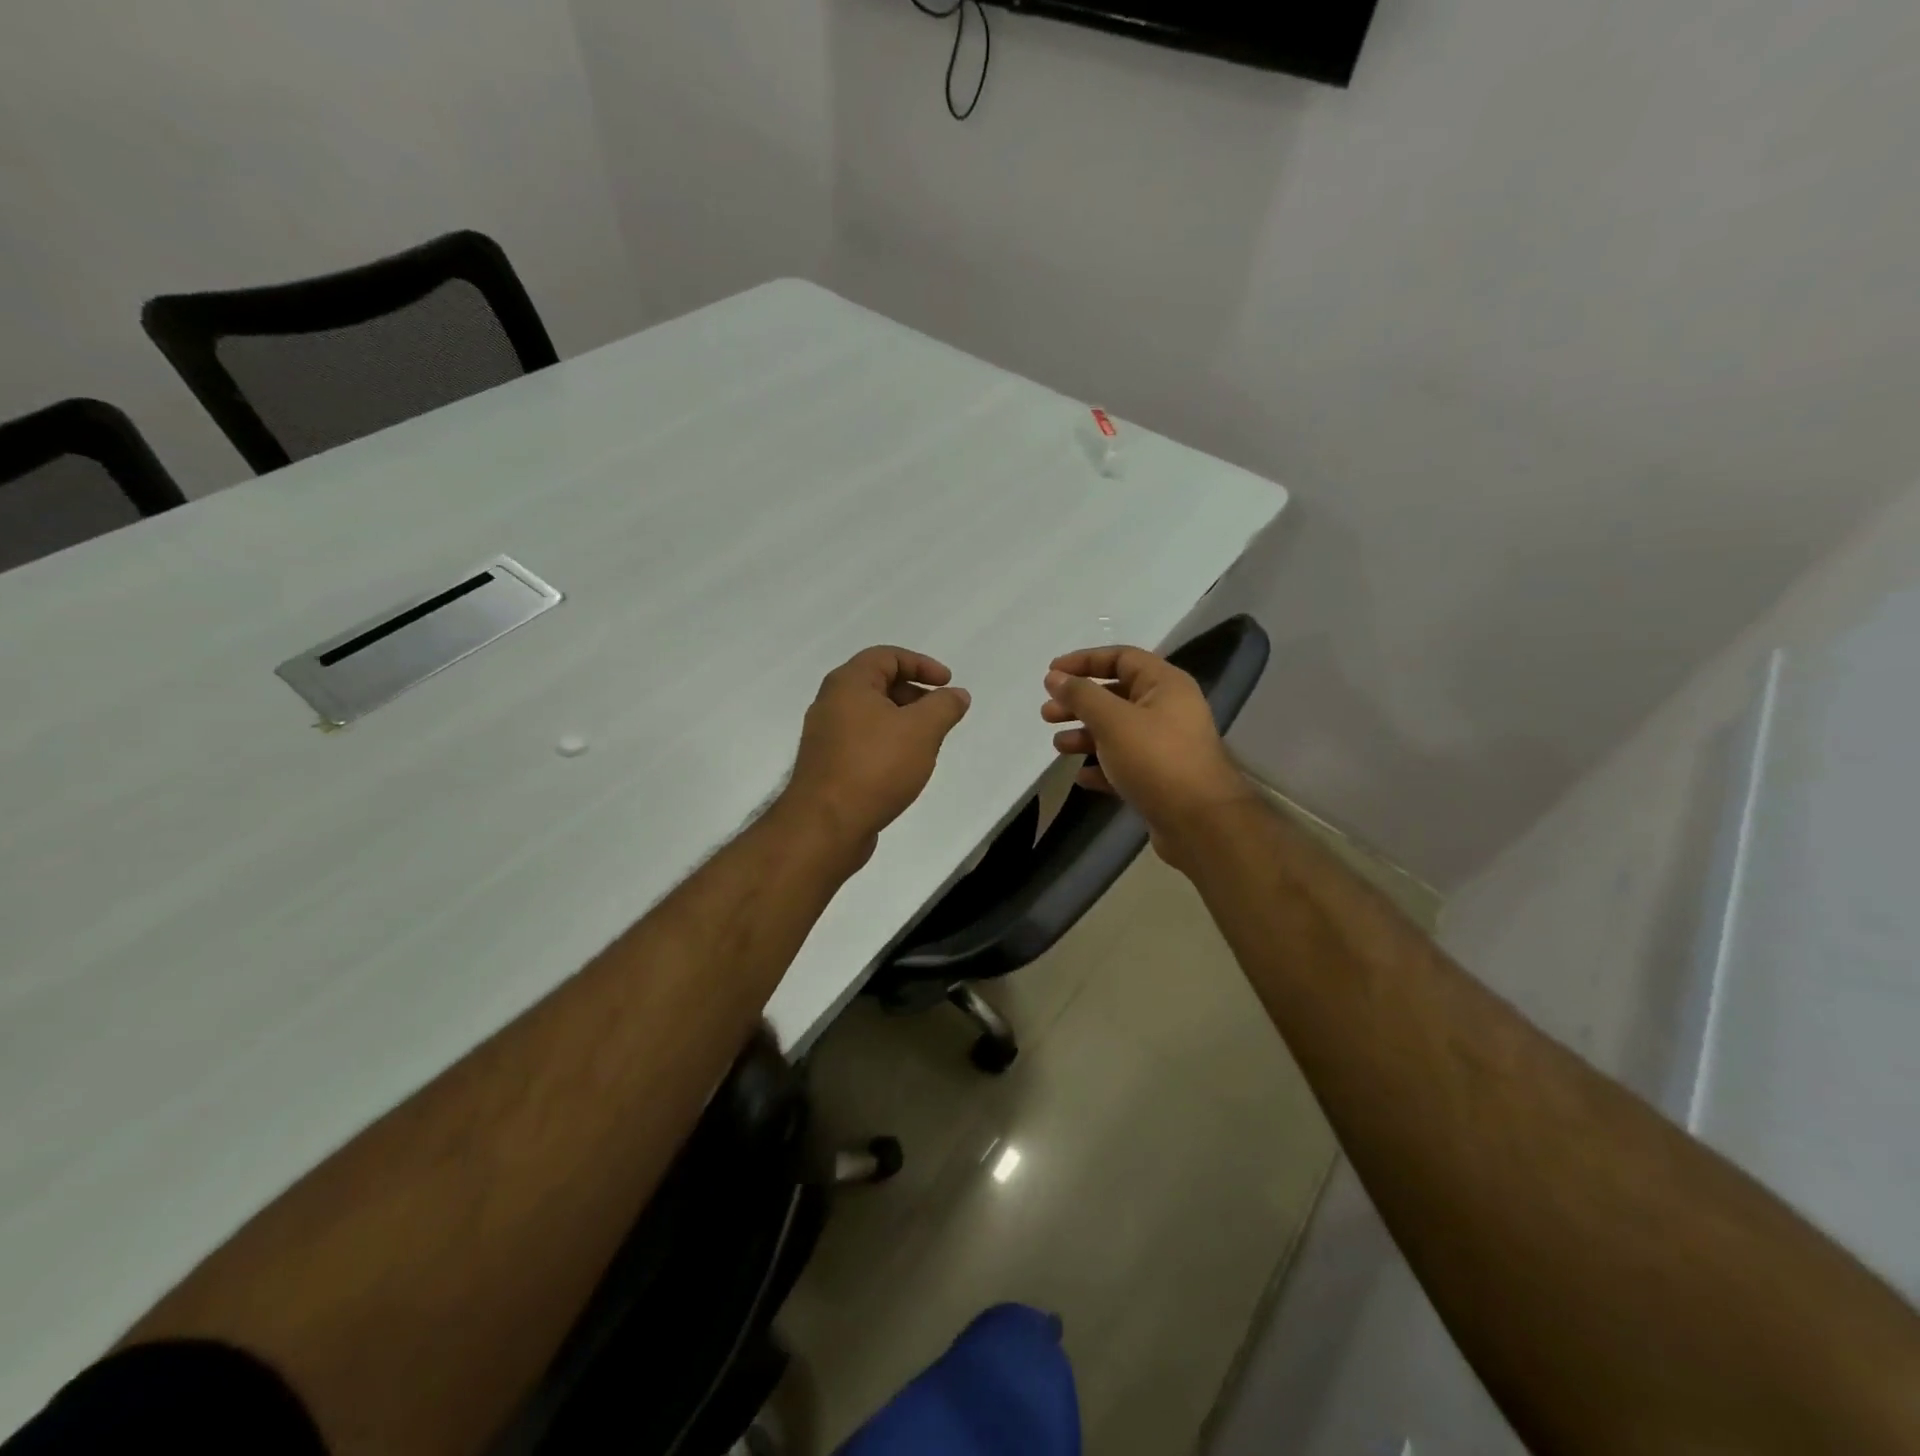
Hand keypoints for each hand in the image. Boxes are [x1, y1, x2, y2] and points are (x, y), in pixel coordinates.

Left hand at [782, 646, 971, 860]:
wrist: (826, 825)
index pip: (887, 656)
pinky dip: (887, 743)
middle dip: (914, 694)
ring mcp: (825, 736)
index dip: (921, 664)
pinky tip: (903, 767)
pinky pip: (862, 741)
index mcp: (848, 683)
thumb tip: (957, 694)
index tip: (948, 683)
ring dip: (902, 721)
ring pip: (870, 715)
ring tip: (927, 743)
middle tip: (940, 714)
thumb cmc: (875, 767)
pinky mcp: (827, 765)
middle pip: (877, 684)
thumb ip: (944, 706)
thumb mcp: (922, 730)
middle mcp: (830, 703)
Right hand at [1042, 645, 1256, 849]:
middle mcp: (1168, 710)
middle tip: (1047, 714)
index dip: (1084, 661)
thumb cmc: (1156, 760)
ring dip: (1085, 735)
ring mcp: (1166, 746)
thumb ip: (1081, 695)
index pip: (1121, 658)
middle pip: (1116, 696)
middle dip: (1079, 703)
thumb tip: (1055, 677)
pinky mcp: (1160, 779)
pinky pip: (1124, 764)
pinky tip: (1081, 777)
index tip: (1051, 673)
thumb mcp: (1113, 721)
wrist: (1200, 823)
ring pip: (1117, 732)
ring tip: (1058, 746)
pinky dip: (1101, 767)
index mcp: (1165, 685)